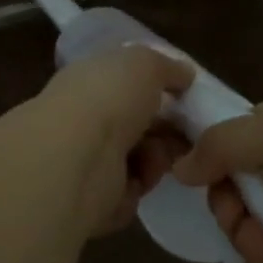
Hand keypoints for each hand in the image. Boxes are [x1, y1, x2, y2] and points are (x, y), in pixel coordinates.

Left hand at [18, 46, 195, 236]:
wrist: (76, 158)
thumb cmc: (108, 97)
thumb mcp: (145, 63)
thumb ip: (167, 67)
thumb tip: (184, 74)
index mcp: (91, 79)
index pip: (126, 83)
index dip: (158, 90)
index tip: (186, 98)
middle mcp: (86, 116)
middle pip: (138, 124)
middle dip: (165, 130)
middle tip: (186, 134)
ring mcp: (86, 158)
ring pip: (138, 160)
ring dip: (155, 160)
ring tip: (154, 159)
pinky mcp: (90, 198)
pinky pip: (129, 193)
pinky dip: (137, 189)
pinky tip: (135, 181)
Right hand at [173, 97, 262, 262]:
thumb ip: (219, 144)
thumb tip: (180, 165)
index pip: (235, 130)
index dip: (210, 150)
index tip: (191, 171)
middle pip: (235, 180)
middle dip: (227, 201)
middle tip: (235, 215)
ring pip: (248, 221)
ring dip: (244, 235)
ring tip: (262, 248)